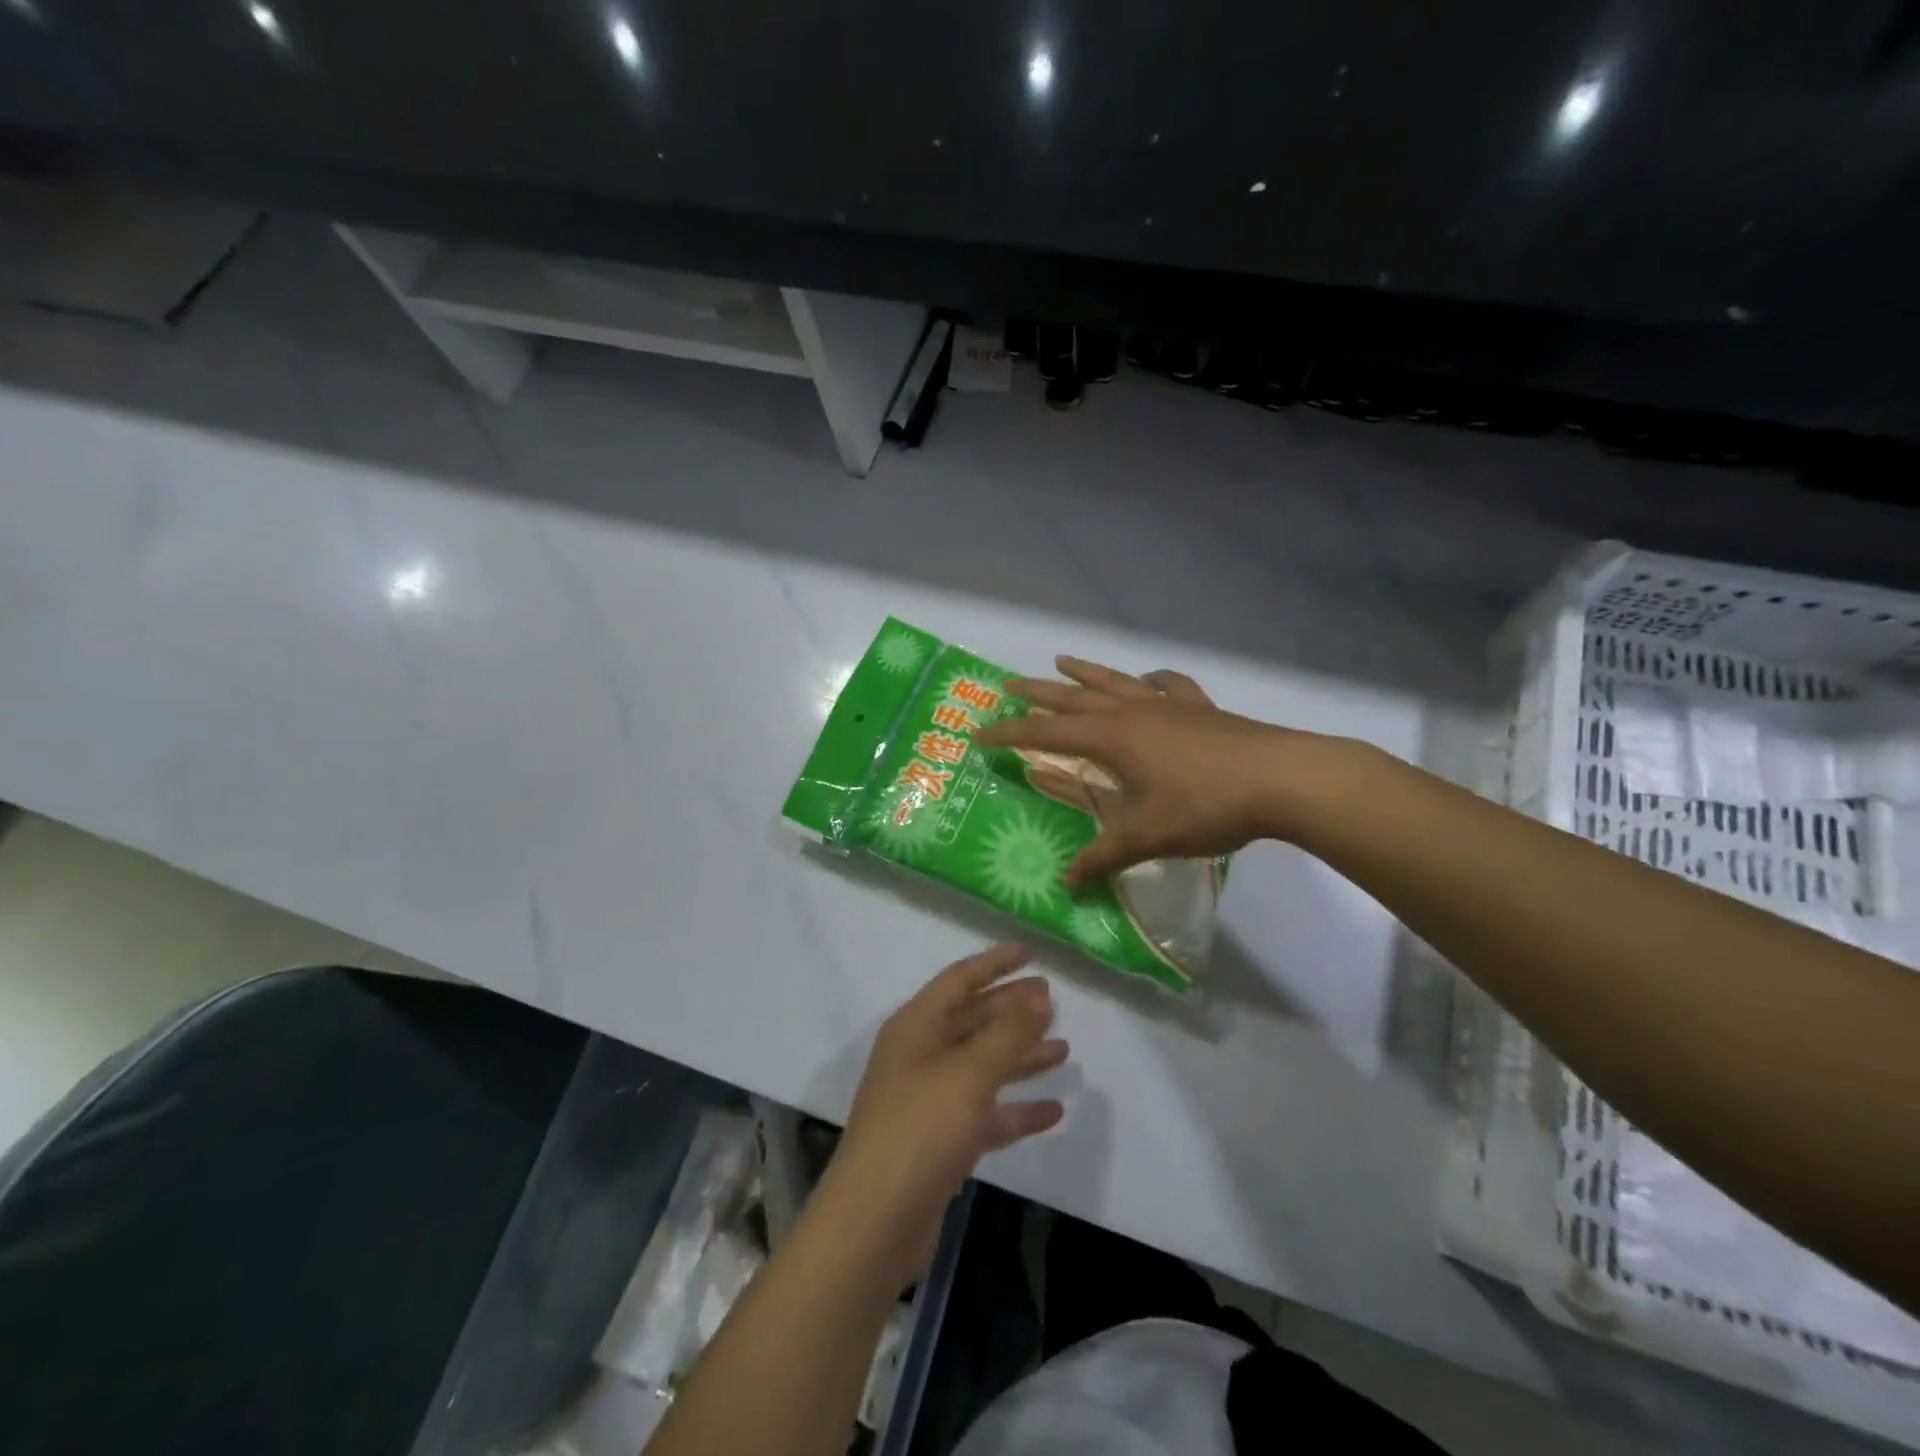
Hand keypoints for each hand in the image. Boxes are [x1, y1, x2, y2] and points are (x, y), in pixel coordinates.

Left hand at [824, 944, 1067, 1288]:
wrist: (875, 1222)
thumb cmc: (920, 1130)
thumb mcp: (968, 1074)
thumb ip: (1007, 1034)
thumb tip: (1040, 996)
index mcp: (916, 1027)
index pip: (959, 980)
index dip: (995, 964)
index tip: (1031, 953)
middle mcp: (920, 1055)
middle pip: (973, 1021)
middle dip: (1012, 1010)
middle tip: (1055, 1002)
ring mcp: (929, 1100)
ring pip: (982, 1066)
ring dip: (1020, 1057)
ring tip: (1063, 1050)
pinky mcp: (940, 1142)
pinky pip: (985, 1113)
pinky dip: (1015, 1109)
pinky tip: (1053, 1111)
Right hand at [976, 656, 1336, 885]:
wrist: (1282, 778)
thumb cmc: (1206, 805)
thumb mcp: (1148, 836)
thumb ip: (1104, 857)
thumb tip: (1066, 884)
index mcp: (1113, 738)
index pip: (1047, 733)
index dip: (1011, 734)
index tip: (978, 732)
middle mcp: (1134, 712)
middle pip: (1075, 697)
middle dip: (1039, 693)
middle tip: (1008, 684)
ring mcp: (1170, 705)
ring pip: (1117, 682)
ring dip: (1086, 673)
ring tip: (1063, 661)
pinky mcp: (1202, 709)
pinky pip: (1169, 686)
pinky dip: (1152, 681)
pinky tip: (1150, 680)